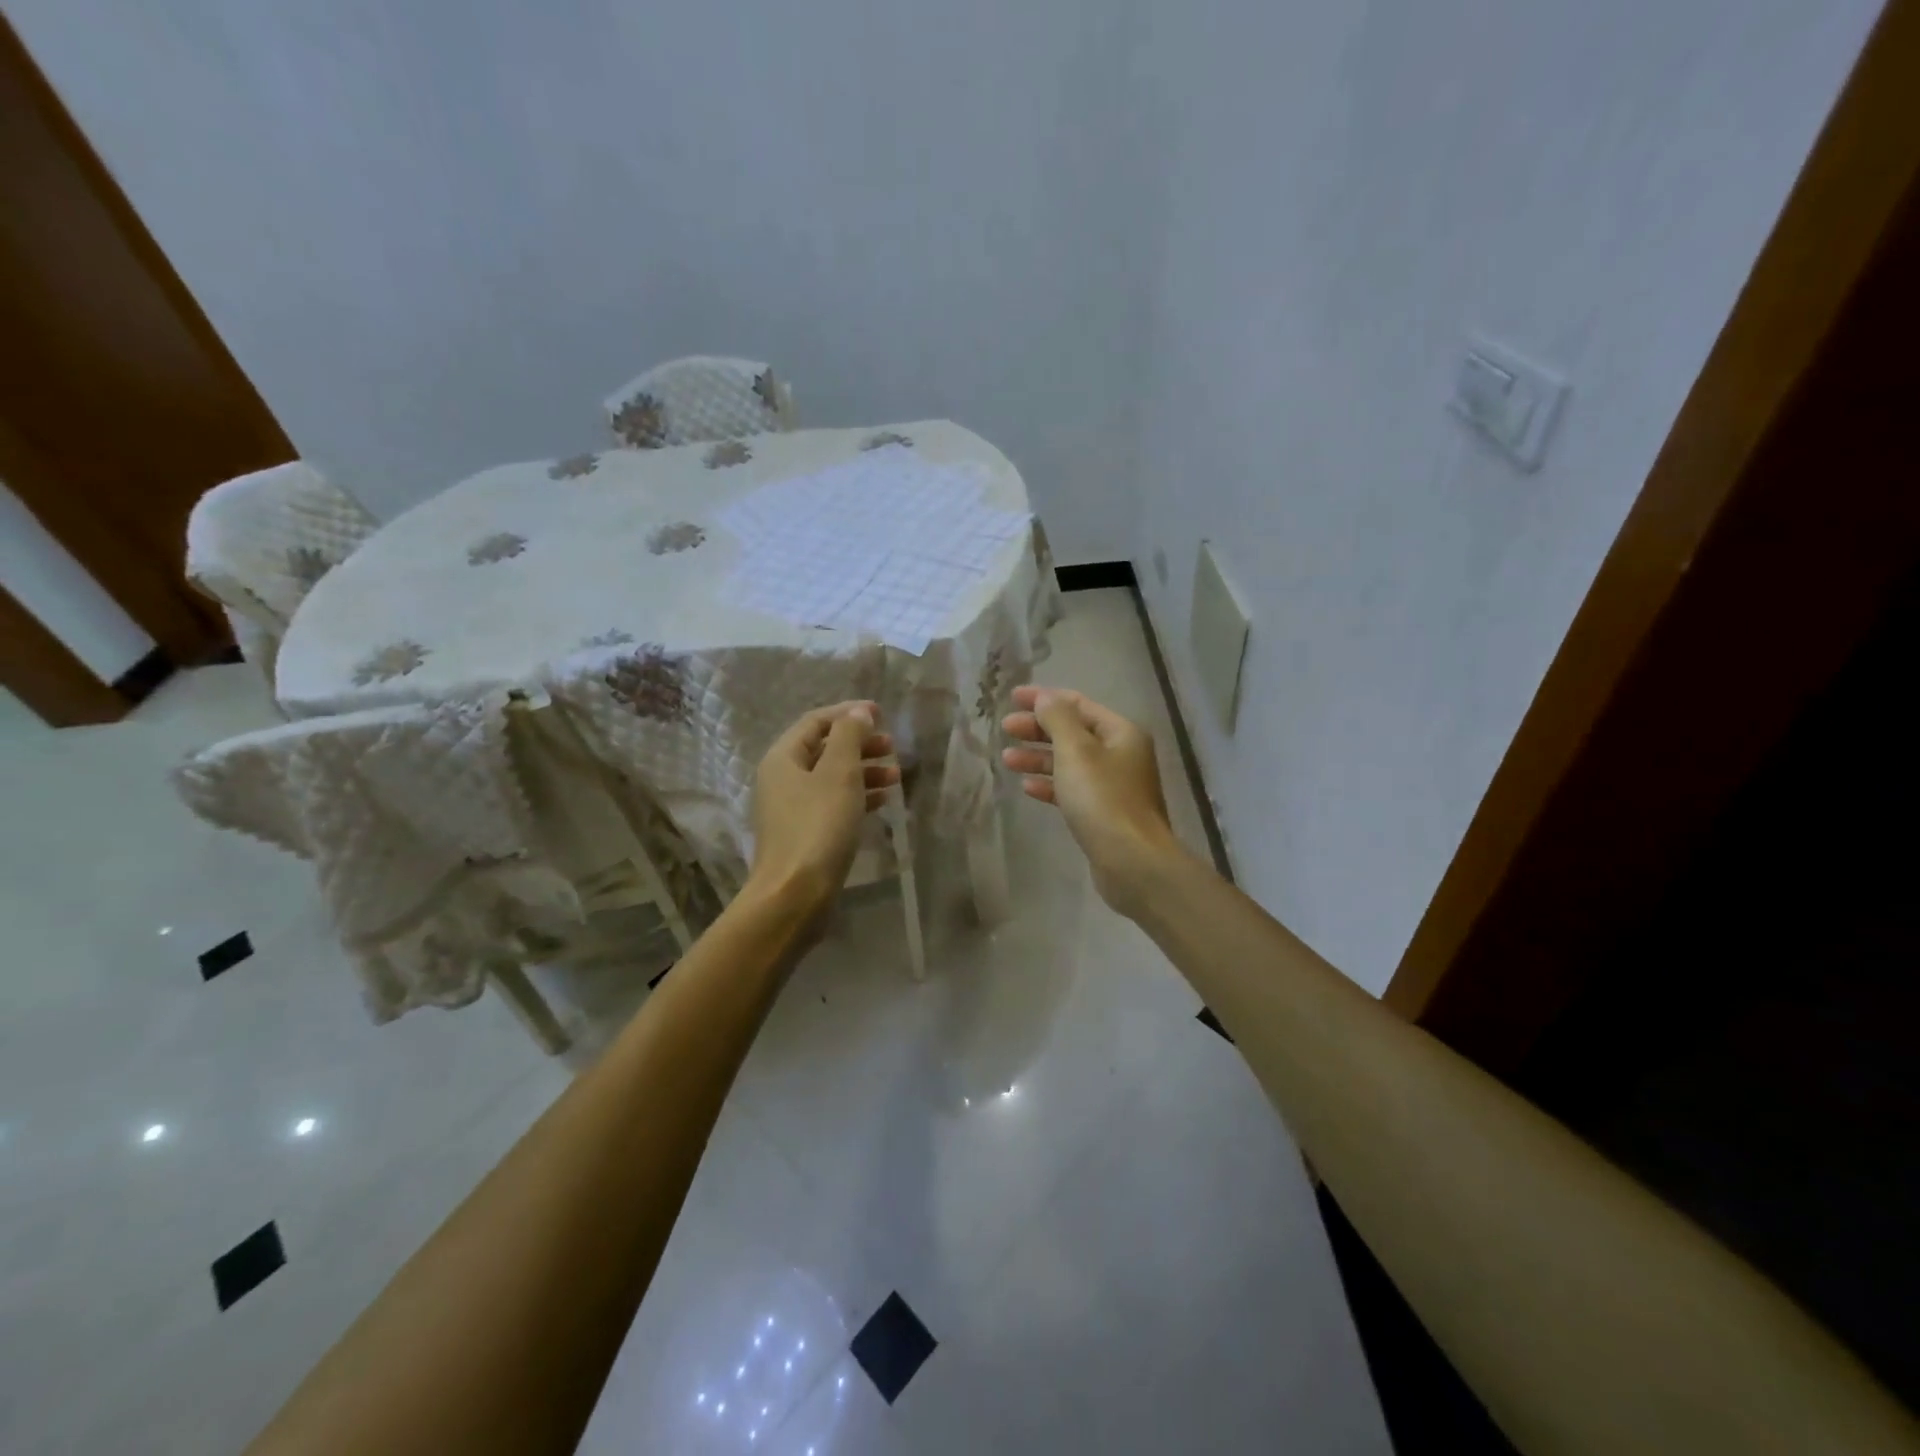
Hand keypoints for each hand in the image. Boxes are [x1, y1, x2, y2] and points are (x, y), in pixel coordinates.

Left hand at [748, 701, 899, 914]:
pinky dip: (858, 797)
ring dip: (864, 772)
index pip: (816, 722)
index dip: (849, 713)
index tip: (882, 714)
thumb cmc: (818, 826)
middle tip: (892, 747)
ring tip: (896, 777)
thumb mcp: (839, 773)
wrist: (795, 894)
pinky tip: (883, 801)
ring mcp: (792, 809)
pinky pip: (833, 803)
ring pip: (832, 778)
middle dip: (860, 744)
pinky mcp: (805, 834)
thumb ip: (850, 736)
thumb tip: (858, 712)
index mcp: (783, 758)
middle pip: (825, 749)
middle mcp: (782, 779)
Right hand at [1001, 686, 1180, 916]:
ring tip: (1007, 759)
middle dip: (1038, 729)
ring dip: (1039, 757)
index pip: (1078, 704)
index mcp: (1121, 732)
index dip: (1044, 698)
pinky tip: (1027, 788)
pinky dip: (1050, 784)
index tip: (1012, 698)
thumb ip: (1057, 719)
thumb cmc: (1102, 799)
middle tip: (1005, 728)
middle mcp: (1121, 754)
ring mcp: (1114, 785)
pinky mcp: (1104, 813)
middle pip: (1074, 732)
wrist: (1131, 861)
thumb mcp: (1076, 751)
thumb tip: (1045, 697)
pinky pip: (1073, 790)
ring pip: (1070, 762)